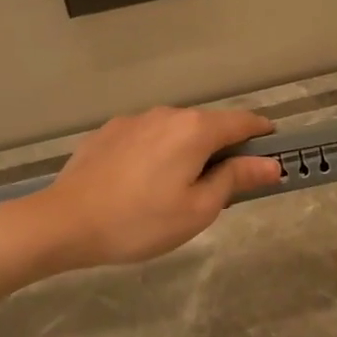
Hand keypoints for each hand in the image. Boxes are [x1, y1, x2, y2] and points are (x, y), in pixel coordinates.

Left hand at [10, 106, 281, 271]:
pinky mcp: (108, 132)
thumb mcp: (198, 209)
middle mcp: (166, 114)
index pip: (243, 121)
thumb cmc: (140, 221)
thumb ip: (235, 179)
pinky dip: (158, 153)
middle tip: (223, 187)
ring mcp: (134, 120)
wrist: (64, 222)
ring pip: (175, 130)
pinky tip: (143, 183)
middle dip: (223, 148)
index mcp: (195, 130)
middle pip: (208, 125)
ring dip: (188, 150)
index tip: (272, 152)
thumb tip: (271, 164)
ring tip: (178, 189)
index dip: (263, 134)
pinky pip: (147, 137)